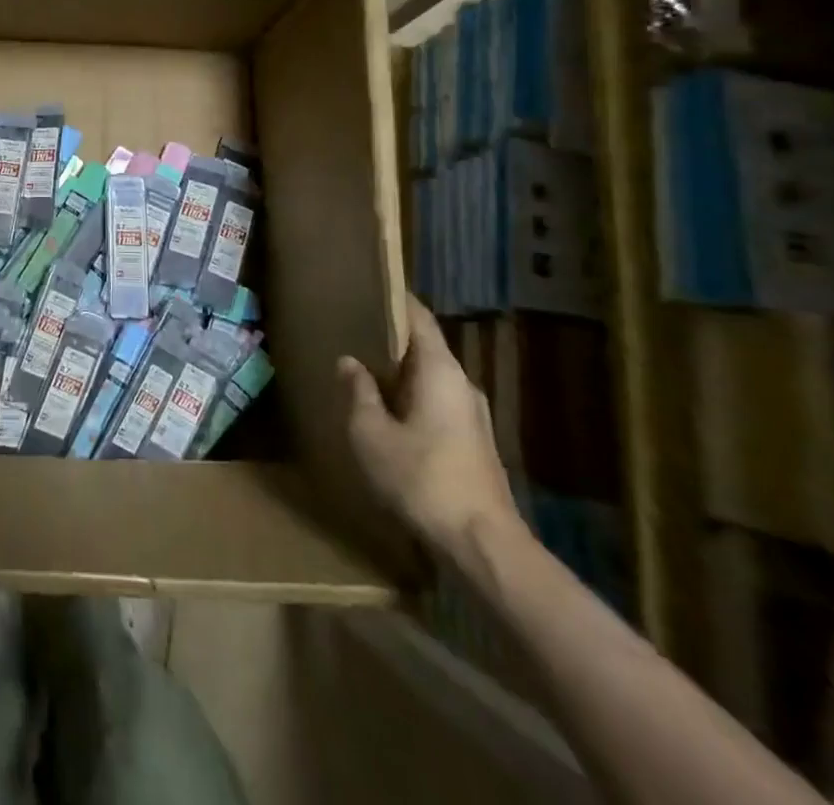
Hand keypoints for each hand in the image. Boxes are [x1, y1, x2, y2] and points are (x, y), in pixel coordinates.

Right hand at [338, 299, 520, 562]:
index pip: (419, 318)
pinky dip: (411, 397)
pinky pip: (437, 403)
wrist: (483, 546)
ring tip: (363, 369)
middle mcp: (462, 385)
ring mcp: (472, 416)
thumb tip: (350, 362)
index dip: (396, 300)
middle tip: (354, 328)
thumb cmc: (422, 479)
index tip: (370, 287)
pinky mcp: (474, 444)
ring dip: (400, 372)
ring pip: (431, 378)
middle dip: (391, 338)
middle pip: (426, 347)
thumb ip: (359, 392)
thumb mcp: (371, 434)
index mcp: (440, 371)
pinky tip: (387, 412)